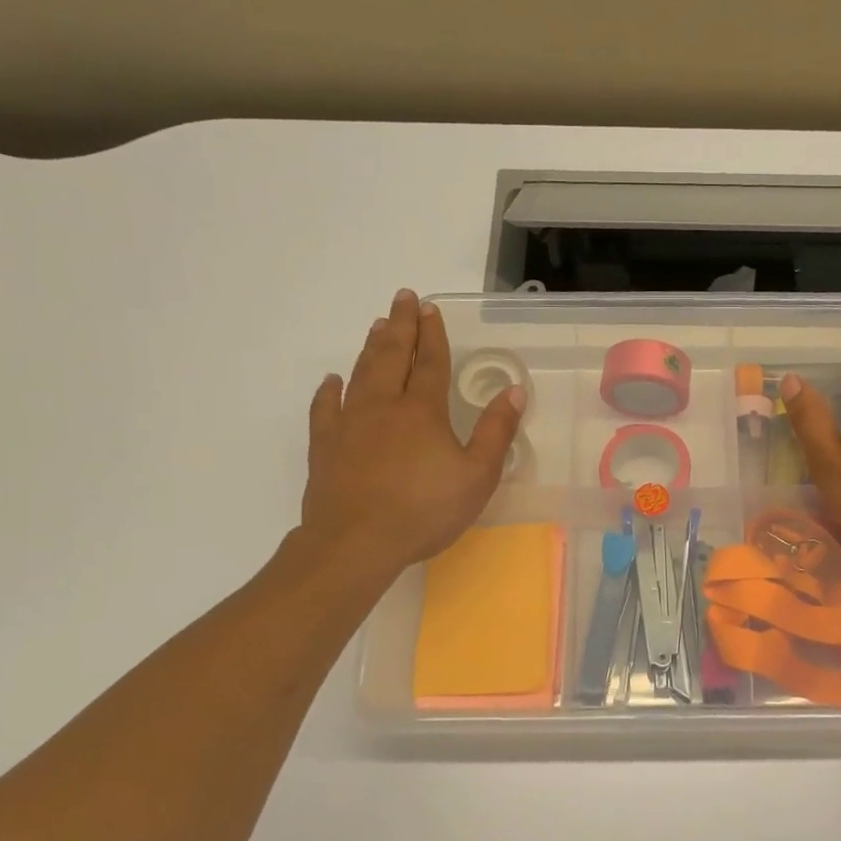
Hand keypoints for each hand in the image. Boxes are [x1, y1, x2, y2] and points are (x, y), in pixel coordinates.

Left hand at [300, 289, 523, 571]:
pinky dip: (330, 391)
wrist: (356, 542)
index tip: (429, 308)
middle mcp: (384, 406)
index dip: (432, 334)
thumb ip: (496, 432)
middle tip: (402, 298)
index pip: (430, 362)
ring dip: (371, 347)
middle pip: (392, 356)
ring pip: (361, 374)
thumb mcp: (477, 476)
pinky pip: (325, 409)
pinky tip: (333, 381)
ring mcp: (350, 424)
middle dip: (400, 326)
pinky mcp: (326, 446)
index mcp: (423, 411)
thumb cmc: (425, 510)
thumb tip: (514, 391)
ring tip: (377, 325)